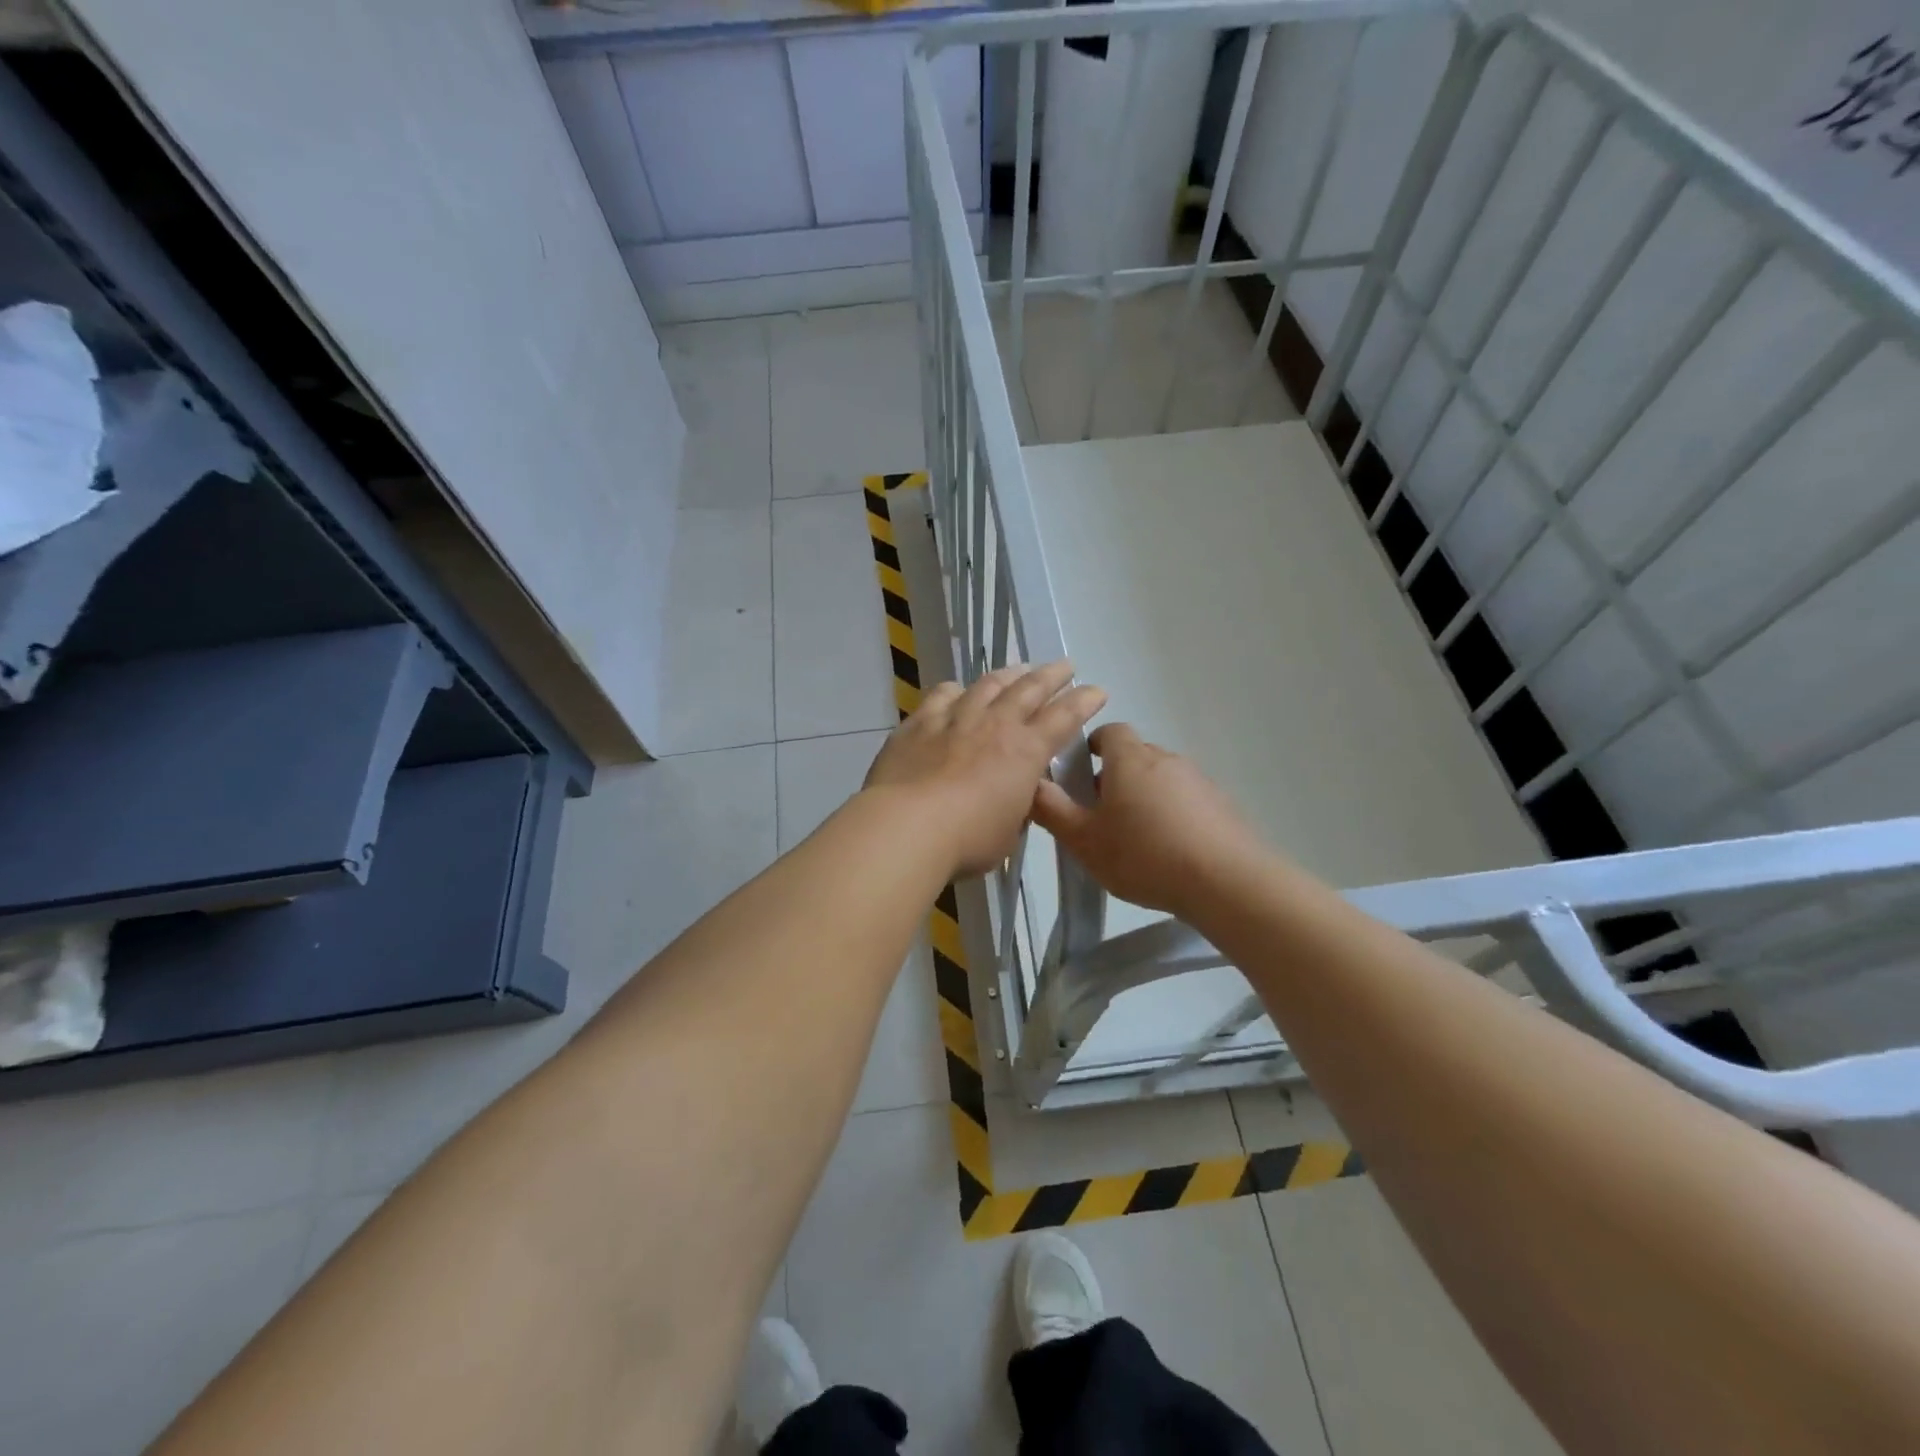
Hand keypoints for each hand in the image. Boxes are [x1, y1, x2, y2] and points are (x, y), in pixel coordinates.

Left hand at [863, 662, 1106, 877]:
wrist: (907, 826)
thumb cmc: (967, 839)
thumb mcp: (1008, 831)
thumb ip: (1015, 808)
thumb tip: (1013, 796)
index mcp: (1025, 752)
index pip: (1064, 718)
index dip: (1083, 702)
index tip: (1097, 691)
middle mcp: (994, 725)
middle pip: (1029, 689)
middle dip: (1051, 675)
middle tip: (1065, 666)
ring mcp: (955, 719)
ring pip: (986, 685)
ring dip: (1007, 675)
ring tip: (1018, 669)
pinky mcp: (918, 724)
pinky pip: (940, 696)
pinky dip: (954, 690)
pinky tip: (956, 689)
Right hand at [1031, 723, 1268, 920]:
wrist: (1227, 881)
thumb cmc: (1144, 855)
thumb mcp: (1084, 840)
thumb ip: (1052, 810)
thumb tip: (1030, 783)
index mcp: (1129, 759)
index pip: (1109, 732)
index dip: (1092, 748)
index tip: (1081, 776)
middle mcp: (1165, 759)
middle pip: (1134, 756)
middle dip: (1115, 778)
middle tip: (1100, 818)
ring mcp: (1198, 780)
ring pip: (1161, 779)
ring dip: (1145, 798)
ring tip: (1136, 841)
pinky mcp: (1222, 804)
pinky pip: (1187, 800)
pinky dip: (1173, 815)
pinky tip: (1169, 852)